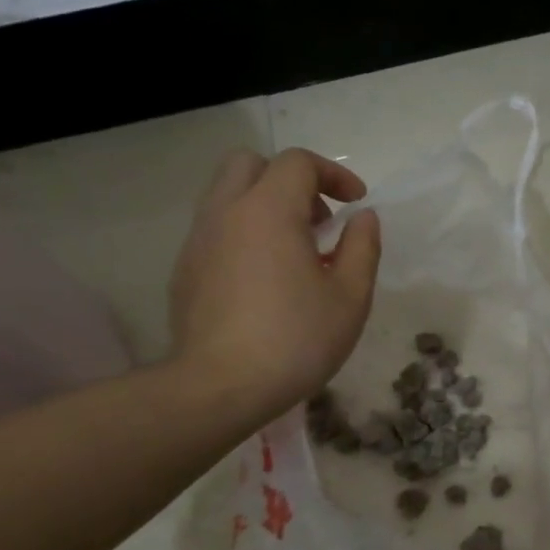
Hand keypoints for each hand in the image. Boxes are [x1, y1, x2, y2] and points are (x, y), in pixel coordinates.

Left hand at [169, 148, 379, 417]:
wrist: (220, 386)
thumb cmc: (297, 339)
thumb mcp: (350, 296)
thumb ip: (362, 248)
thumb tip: (363, 218)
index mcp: (269, 211)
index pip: (297, 163)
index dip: (333, 173)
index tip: (356, 202)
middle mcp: (226, 213)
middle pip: (250, 164)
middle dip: (290, 179)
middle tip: (319, 218)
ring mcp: (199, 240)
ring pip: (228, 195)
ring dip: (266, 206)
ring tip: (297, 250)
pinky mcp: (185, 269)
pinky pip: (217, 229)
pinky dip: (246, 234)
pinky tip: (268, 278)